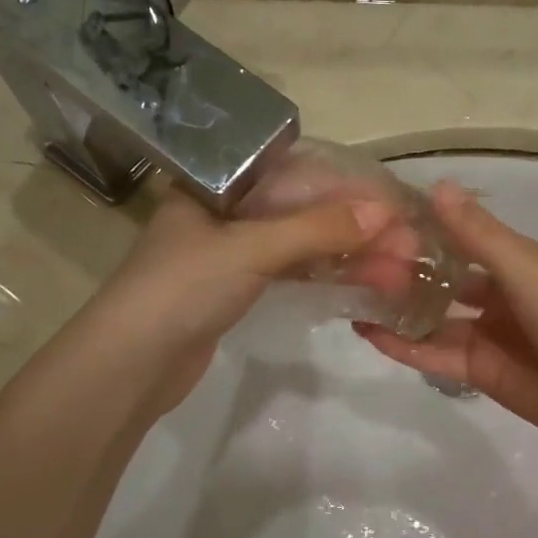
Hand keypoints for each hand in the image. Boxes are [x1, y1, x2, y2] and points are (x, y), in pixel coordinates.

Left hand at [88, 185, 391, 413]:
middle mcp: (225, 210)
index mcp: (217, 184)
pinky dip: (323, 274)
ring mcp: (230, 252)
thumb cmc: (182, 289)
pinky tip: (361, 281)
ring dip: (346, 254)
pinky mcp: (235, 289)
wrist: (130, 365)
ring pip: (299, 243)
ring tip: (396, 268)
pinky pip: (289, 271)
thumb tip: (384, 214)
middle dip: (355, 227)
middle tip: (407, 247)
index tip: (395, 207)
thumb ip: (316, 230)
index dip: (348, 189)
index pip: (296, 173)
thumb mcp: (250, 249)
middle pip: (302, 209)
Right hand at [355, 182, 537, 448]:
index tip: (374, 221)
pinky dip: (402, 344)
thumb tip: (437, 185)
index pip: (456, 237)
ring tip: (350, 299)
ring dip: (396, 309)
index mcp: (510, 260)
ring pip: (430, 317)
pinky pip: (432, 353)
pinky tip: (368, 333)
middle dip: (401, 272)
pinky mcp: (474, 370)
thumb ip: (476, 233)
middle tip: (352, 265)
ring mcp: (482, 333)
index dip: (419, 229)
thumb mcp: (522, 267)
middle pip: (439, 278)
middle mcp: (493, 292)